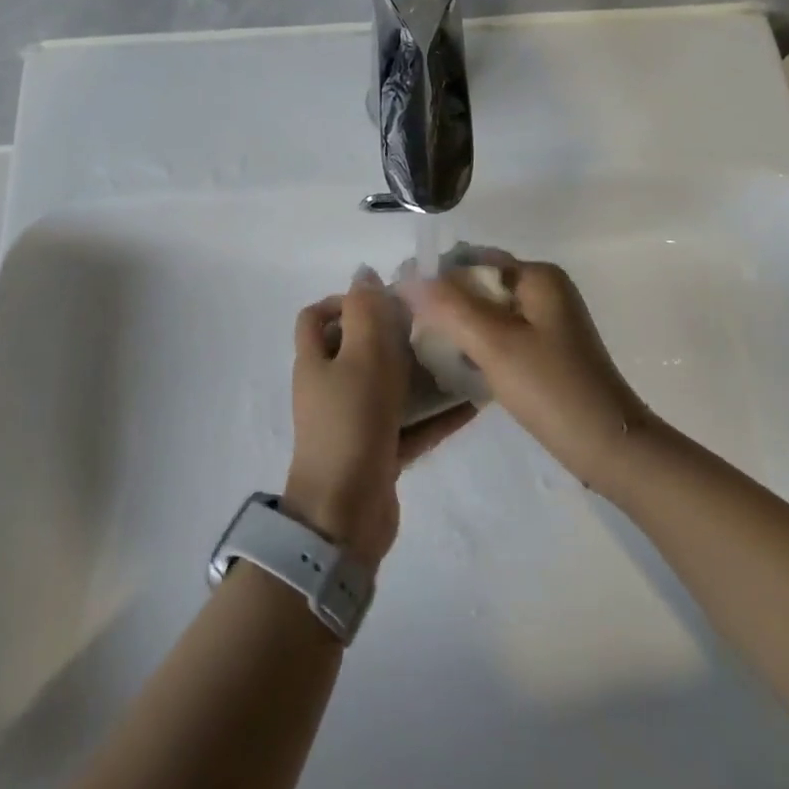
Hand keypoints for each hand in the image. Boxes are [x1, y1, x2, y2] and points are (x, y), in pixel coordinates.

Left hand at [284, 283, 473, 567]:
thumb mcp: (361, 355)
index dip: (344, 300)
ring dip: (423, 374)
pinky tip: (473, 405)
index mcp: (316, 361)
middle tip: (436, 327)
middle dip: (396, 335)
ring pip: (390, 387)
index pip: (318, 316)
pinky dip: (436, 415)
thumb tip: (364, 273)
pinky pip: (410, 425)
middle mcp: (330, 388)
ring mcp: (354, 423)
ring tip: (463, 360)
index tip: (387, 299)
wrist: (343, 515)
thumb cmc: (350, 423)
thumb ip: (366, 311)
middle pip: (360, 349)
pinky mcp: (378, 453)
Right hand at [404, 259, 648, 489]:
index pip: (472, 261)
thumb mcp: (494, 343)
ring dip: (457, 327)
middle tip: (408, 331)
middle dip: (444, 304)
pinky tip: (454, 366)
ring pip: (486, 313)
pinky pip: (499, 335)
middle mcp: (544, 290)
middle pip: (479, 286)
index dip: (435, 279)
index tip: (400, 305)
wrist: (607, 446)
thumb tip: (409, 277)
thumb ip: (449, 306)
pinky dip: (476, 345)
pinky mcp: (545, 350)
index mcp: (537, 277)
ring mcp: (546, 321)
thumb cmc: (551, 388)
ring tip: (424, 349)